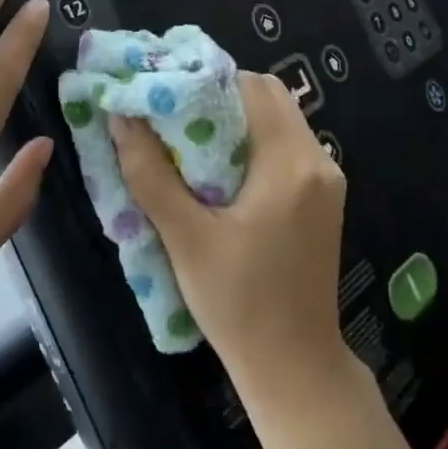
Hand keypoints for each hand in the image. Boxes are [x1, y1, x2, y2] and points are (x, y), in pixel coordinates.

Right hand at [111, 73, 348, 391]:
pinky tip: (218, 171)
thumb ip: (150, 174)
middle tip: (173, 117)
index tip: (165, 93)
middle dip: (219, 97)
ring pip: (278, 122)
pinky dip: (252, 145)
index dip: (206, 81)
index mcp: (290, 164)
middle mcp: (318, 162)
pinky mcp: (323, 201)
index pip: (252, 87)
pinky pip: (285, 149)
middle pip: (269, 98)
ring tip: (188, 141)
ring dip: (235, 121)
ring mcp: (326, 182)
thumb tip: (121, 118)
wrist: (294, 367)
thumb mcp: (185, 238)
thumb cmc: (238, 303)